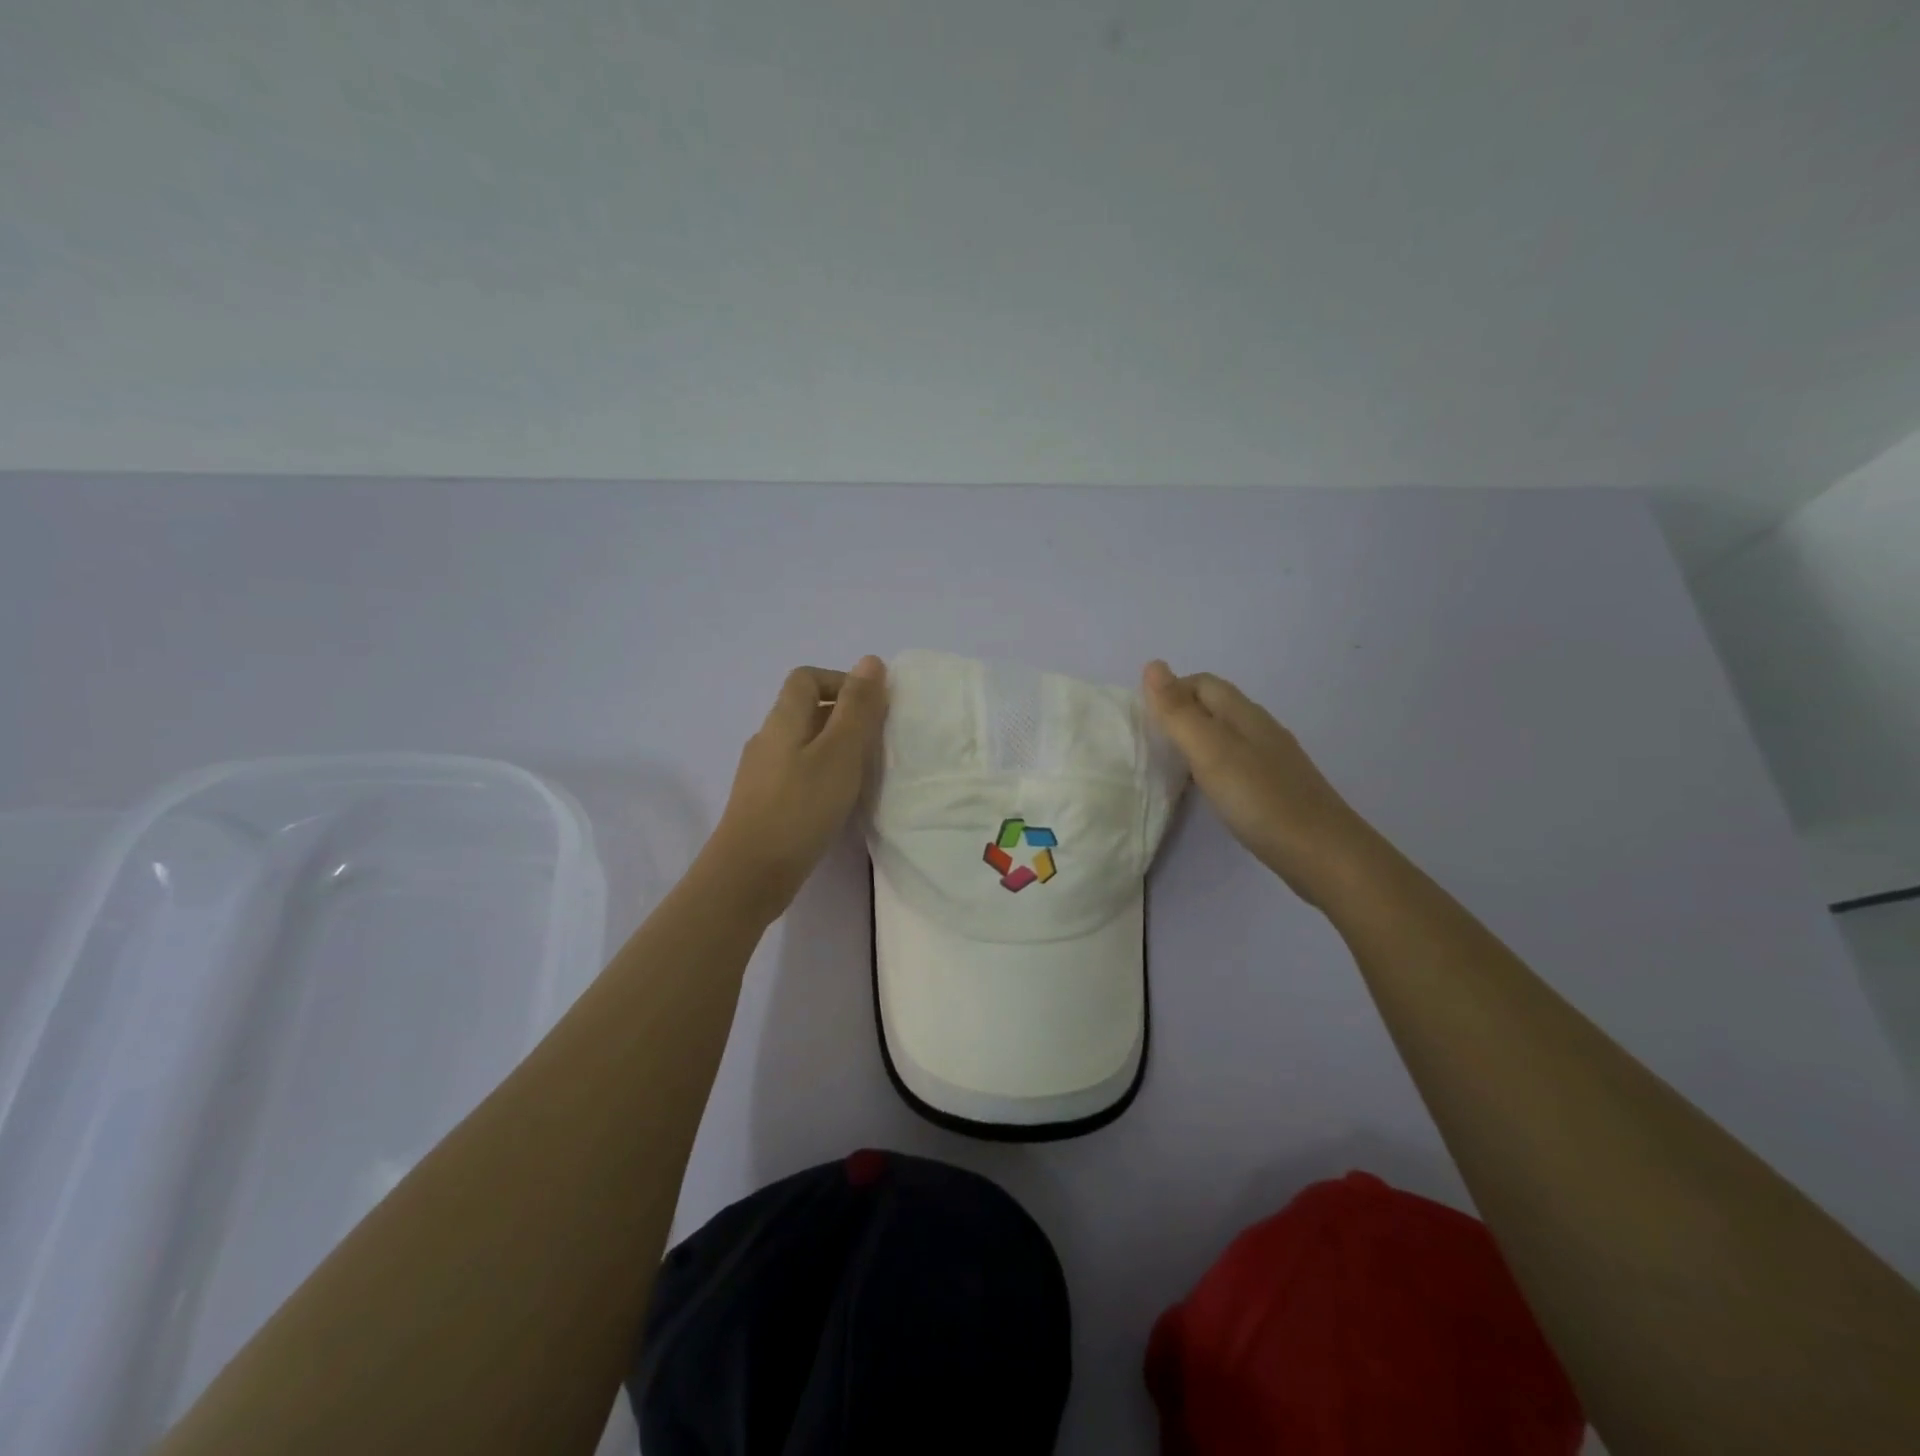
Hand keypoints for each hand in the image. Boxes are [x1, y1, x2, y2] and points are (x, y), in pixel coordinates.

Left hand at [703, 657, 888, 917]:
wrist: (748, 875)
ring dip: (834, 748)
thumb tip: (870, 661)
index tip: (873, 707)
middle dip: (843, 716)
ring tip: (862, 773)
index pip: (807, 678)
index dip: (841, 682)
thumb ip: (857, 708)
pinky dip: (821, 775)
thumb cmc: (800, 808)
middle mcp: (767, 739)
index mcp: (783, 720)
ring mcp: (761, 774)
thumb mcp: (839, 753)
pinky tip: (837, 801)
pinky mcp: (763, 803)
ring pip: (802, 744)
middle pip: (804, 710)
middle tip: (876, 742)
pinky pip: (797, 773)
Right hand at [1142, 660, 1372, 906]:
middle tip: (1149, 742)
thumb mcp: (1211, 752)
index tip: (1142, 719)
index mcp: (1244, 714)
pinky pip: (1235, 762)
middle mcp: (1260, 729)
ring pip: (1224, 735)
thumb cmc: (1261, 799)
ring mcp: (1271, 760)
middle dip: (1180, 713)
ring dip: (1195, 740)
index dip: (1170, 691)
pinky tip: (1204, 789)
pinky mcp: (1275, 788)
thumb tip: (1153, 664)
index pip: (1202, 683)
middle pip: (1214, 706)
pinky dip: (1211, 765)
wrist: (1324, 854)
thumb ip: (1179, 712)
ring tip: (1168, 764)